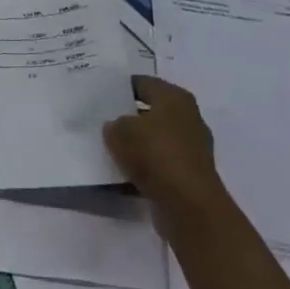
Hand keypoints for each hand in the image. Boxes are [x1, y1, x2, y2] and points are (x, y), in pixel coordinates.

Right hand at [104, 76, 221, 226]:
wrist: (188, 205)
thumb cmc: (155, 154)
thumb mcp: (120, 131)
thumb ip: (114, 124)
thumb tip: (116, 127)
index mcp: (175, 98)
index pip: (143, 83)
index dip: (120, 87)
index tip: (99, 94)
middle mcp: (187, 118)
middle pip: (150, 112)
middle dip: (127, 117)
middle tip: (100, 121)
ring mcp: (190, 149)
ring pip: (154, 140)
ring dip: (135, 145)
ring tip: (107, 148)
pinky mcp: (188, 175)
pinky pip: (158, 165)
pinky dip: (142, 168)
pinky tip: (120, 173)